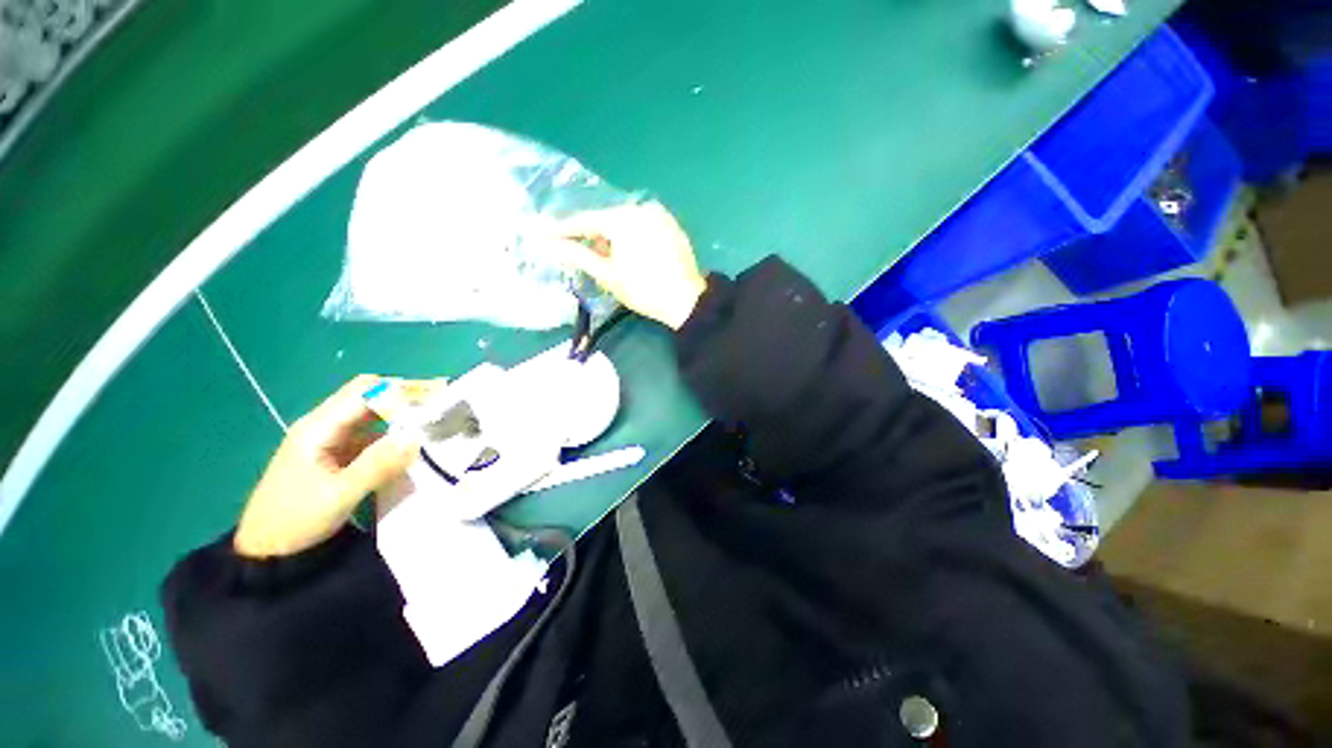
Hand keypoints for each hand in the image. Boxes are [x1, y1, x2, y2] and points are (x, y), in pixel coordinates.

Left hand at [234, 375, 420, 557]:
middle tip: (444, 402)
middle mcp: (325, 426)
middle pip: (369, 397)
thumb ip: (376, 465)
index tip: (437, 395)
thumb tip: (417, 437)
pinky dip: (396, 432)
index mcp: (318, 428)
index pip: (364, 392)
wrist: (266, 552)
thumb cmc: (295, 521)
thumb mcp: (338, 496)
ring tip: (436, 418)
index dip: (401, 389)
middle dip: (406, 395)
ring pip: (373, 415)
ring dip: (403, 413)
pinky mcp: (339, 455)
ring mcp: (332, 440)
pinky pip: (373, 434)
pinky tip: (415, 441)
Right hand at [555, 202, 707, 329]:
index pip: (586, 221)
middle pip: (606, 220)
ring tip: (609, 260)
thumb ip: (578, 255)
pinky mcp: (671, 225)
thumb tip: (550, 243)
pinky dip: (630, 237)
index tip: (546, 235)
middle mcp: (641, 208)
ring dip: (612, 238)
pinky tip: (630, 255)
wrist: (686, 301)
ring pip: (625, 223)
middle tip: (582, 255)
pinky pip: (642, 226)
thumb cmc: (643, 289)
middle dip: (592, 237)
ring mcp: (660, 215)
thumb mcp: (607, 274)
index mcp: (624, 218)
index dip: (565, 230)